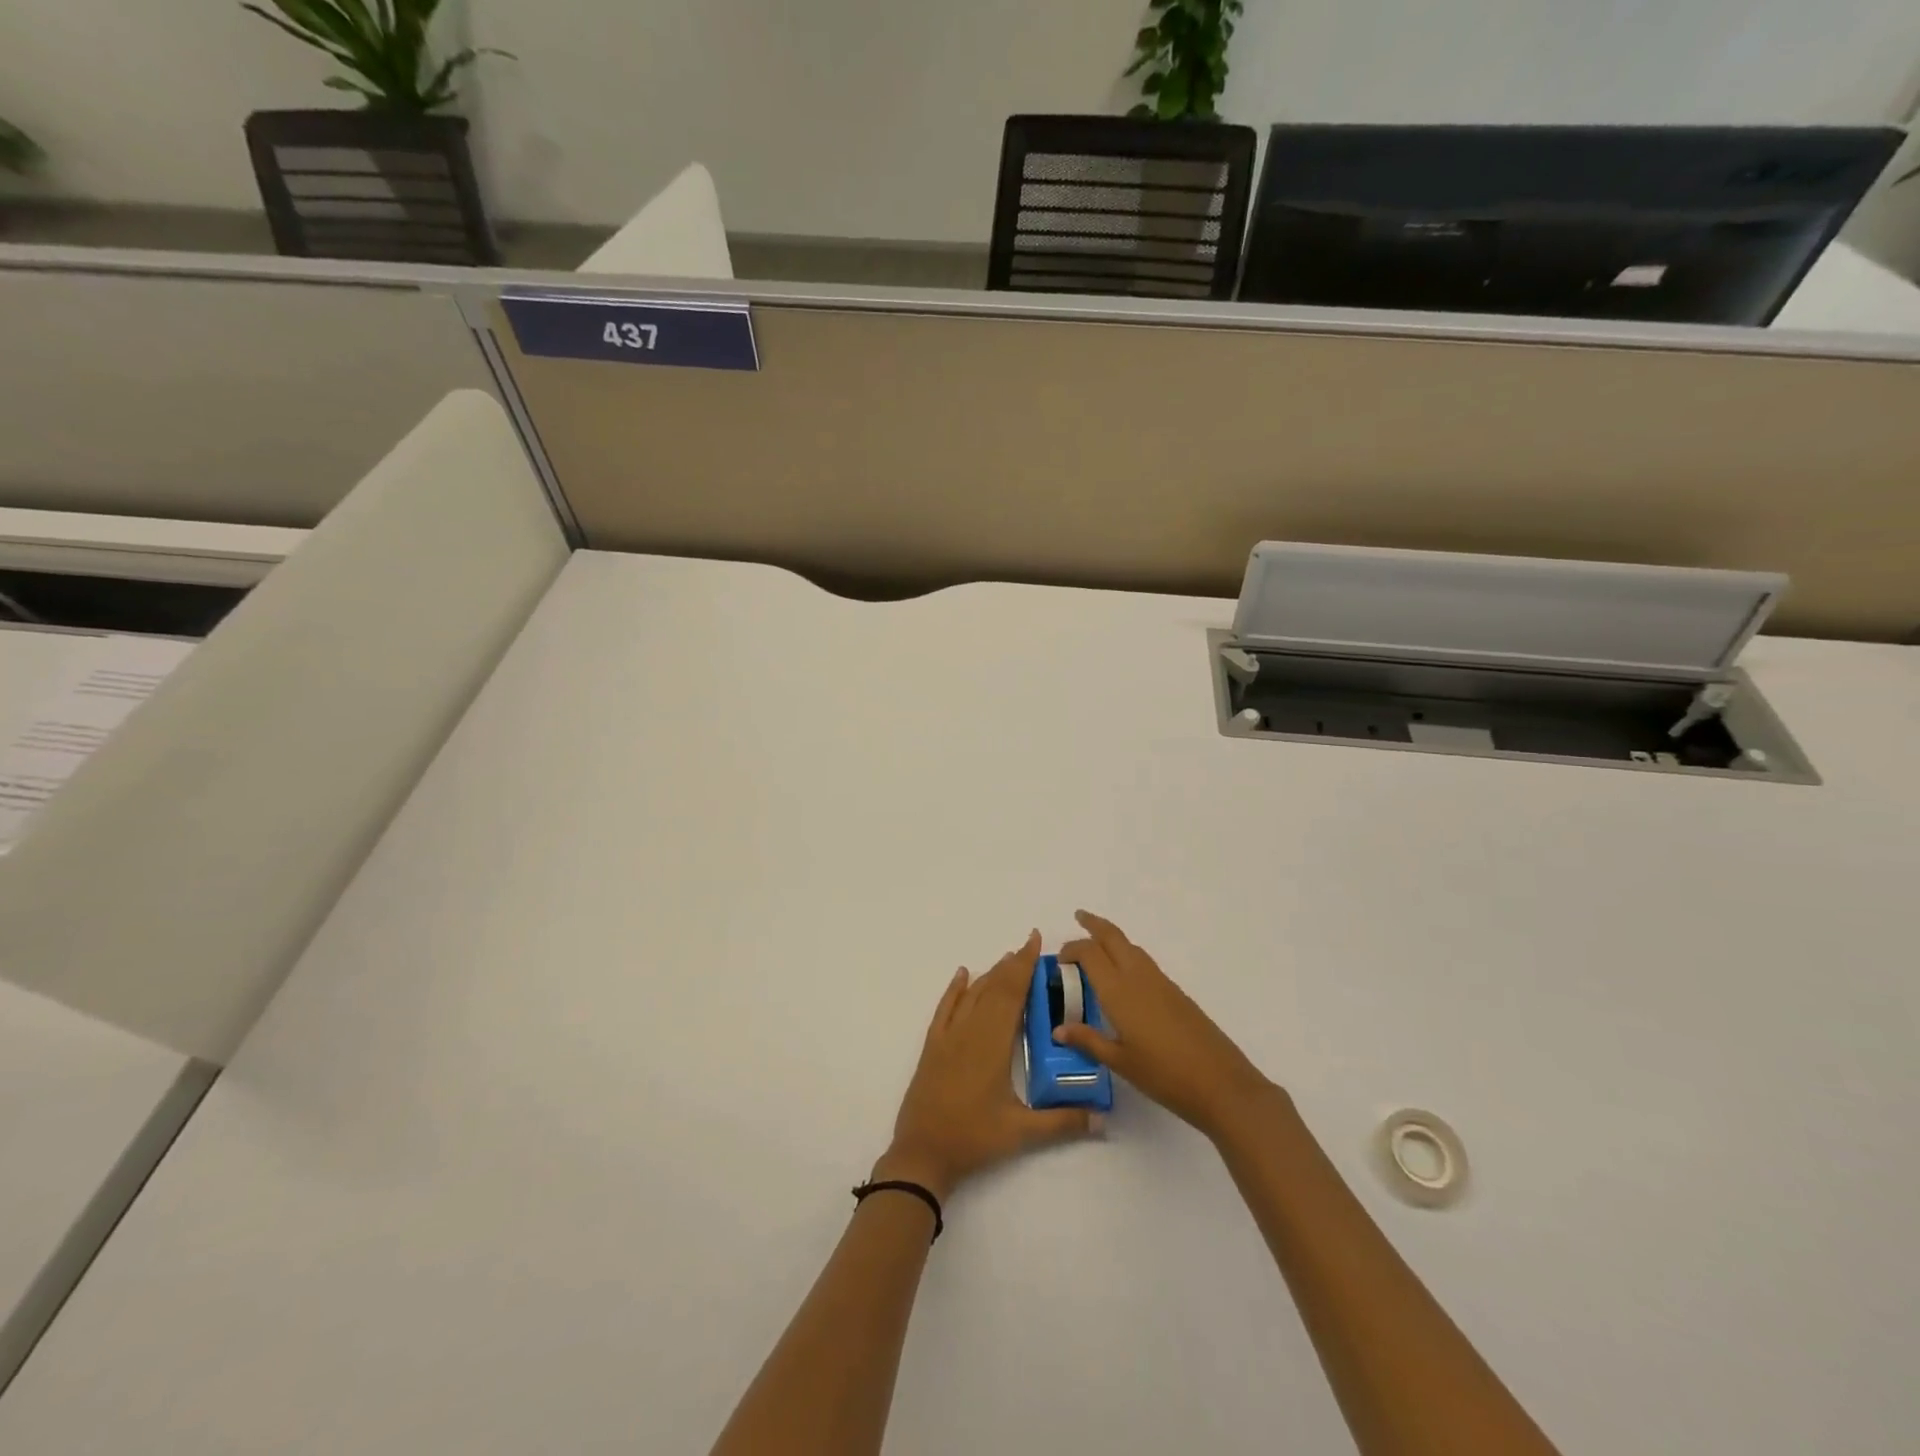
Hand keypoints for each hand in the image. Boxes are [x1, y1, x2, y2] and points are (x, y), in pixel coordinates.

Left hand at [878, 932, 1101, 1201]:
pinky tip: (962, 974)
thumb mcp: (1021, 1133)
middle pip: (993, 988)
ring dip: (990, 974)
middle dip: (1013, 965)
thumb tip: (1103, 1118)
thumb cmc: (974, 1139)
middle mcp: (970, 1031)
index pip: (1012, 994)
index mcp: (993, 1044)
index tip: (1035, 942)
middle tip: (1030, 947)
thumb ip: (1063, 1122)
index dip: (1024, 966)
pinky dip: (954, 989)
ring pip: (972, 994)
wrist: (922, 1152)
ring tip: (1007, 959)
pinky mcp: (933, 1046)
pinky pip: (945, 1008)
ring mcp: (948, 1037)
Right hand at [1057, 910, 1273, 1140]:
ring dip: (1112, 938)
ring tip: (1097, 944)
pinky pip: (1144, 961)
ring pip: (1131, 946)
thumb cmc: (1164, 1074)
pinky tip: (1123, 975)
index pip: (1089, 953)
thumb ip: (1088, 1041)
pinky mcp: (1175, 992)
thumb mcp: (1120, 1062)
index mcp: (1119, 990)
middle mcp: (1138, 976)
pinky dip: (1127, 955)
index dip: (1072, 949)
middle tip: (1079, 917)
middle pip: (1113, 937)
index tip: (1059, 960)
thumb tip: (1059, 1029)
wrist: (1220, 1083)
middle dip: (1094, 924)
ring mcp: (1160, 982)